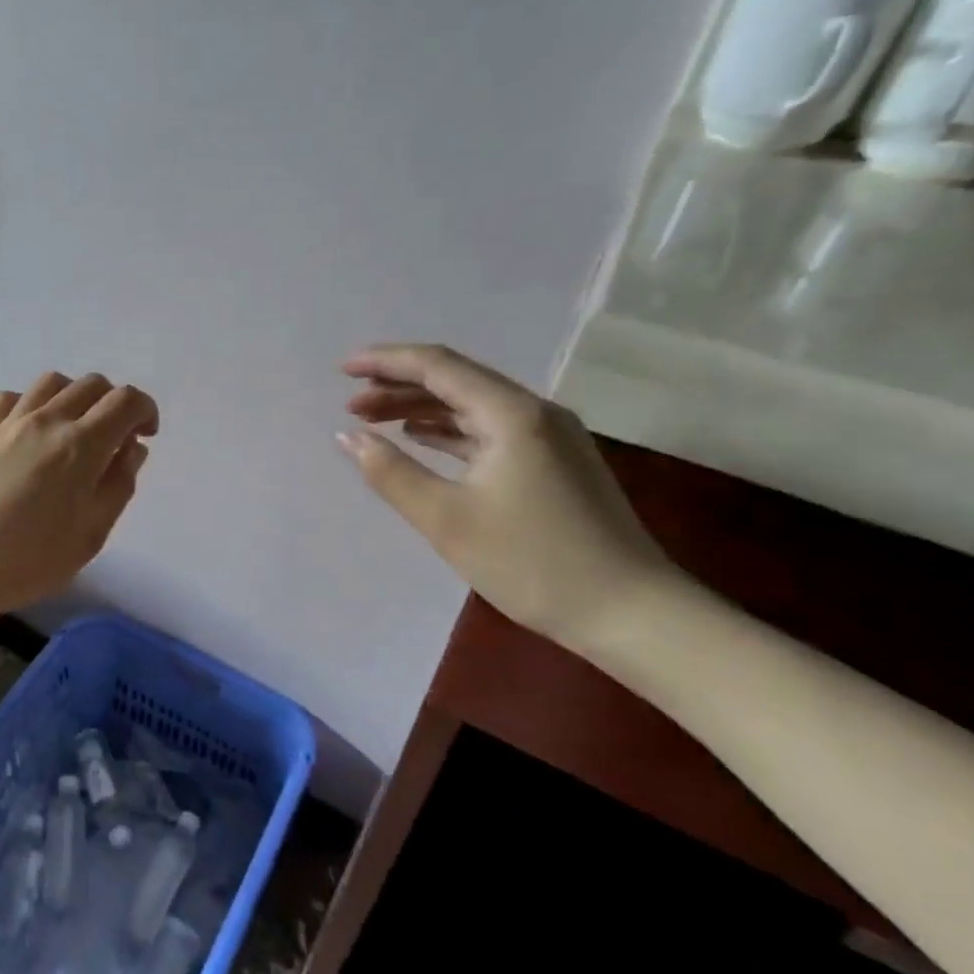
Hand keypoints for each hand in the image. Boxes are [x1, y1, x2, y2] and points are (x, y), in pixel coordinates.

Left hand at [0, 372, 158, 619]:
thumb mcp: (90, 535)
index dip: (145, 410)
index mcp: (81, 445)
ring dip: (75, 396)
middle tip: (116, 439)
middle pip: (92, 384)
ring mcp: (10, 422)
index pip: (125, 401)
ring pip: (53, 382)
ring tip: (76, 430)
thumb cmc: (27, 560)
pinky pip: (12, 397)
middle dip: (114, 403)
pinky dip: (32, 403)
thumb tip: (131, 449)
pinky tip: (32, 431)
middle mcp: (48, 421)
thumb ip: (118, 486)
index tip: (145, 436)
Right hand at [338, 343, 683, 652]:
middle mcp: (534, 412)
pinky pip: (490, 430)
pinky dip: (450, 431)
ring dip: (421, 409)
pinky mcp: (554, 463)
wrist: (631, 612)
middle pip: (456, 381)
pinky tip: (423, 440)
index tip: (343, 369)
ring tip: (374, 420)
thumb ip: (391, 473)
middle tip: (351, 404)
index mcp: (511, 414)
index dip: (386, 362)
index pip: (438, 366)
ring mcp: (550, 437)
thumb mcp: (447, 520)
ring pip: (472, 407)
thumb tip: (347, 437)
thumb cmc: (532, 563)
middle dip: (398, 387)